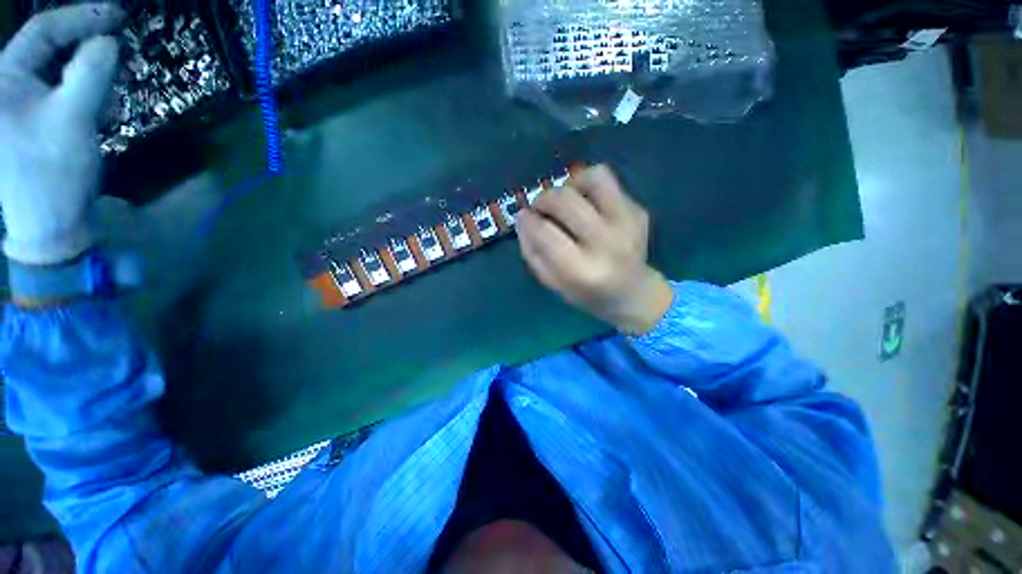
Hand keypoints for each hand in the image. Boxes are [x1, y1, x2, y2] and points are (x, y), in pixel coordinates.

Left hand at [0, 4, 123, 265]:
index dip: (82, 16)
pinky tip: (94, 108)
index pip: (43, 30)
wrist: (50, 226)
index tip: (119, 13)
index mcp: (2, 80)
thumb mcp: (73, 121)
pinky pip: (57, 90)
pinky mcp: (29, 120)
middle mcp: (4, 86)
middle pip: (47, 48)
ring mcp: (14, 104)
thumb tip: (109, 41)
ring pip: (55, 69)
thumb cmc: (53, 174)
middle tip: (116, 50)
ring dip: (84, 73)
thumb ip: (90, 75)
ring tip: (106, 90)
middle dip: (83, 47)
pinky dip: (80, 92)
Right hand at [517, 164, 673, 334]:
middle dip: (543, 199)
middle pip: (565, 200)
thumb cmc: (585, 292)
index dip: (527, 220)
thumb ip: (532, 251)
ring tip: (565, 201)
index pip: (545, 232)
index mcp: (582, 270)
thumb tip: (523, 218)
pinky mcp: (637, 210)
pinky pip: (607, 182)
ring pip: (592, 178)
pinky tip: (585, 204)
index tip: (523, 217)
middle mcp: (607, 243)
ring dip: (569, 185)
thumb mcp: (551, 283)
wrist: (632, 293)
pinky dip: (588, 186)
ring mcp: (627, 223)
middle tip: (540, 209)